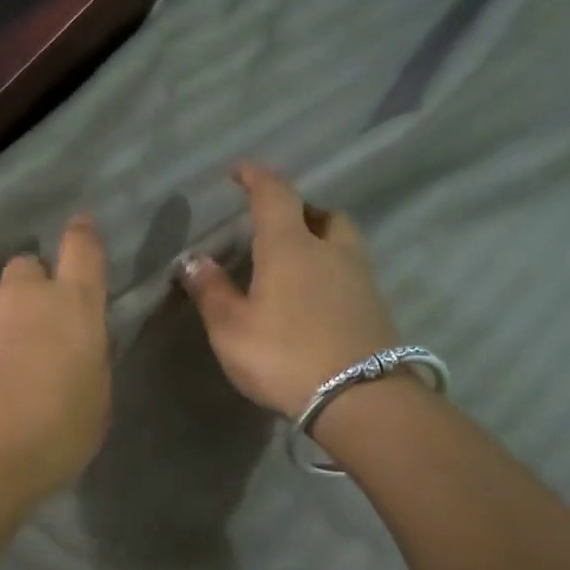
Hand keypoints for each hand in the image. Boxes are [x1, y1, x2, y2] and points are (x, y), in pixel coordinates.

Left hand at [0, 214, 111, 504]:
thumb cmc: (47, 441)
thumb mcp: (93, 405)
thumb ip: (85, 361)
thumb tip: (71, 346)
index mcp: (71, 310)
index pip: (83, 250)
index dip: (82, 235)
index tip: (80, 225)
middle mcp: (20, 296)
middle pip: (26, 268)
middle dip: (29, 291)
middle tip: (25, 333)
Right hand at [179, 164, 401, 418]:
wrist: (361, 399)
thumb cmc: (284, 356)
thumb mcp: (231, 328)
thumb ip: (211, 291)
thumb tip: (192, 259)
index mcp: (291, 246)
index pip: (275, 194)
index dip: (257, 177)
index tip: (240, 170)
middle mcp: (331, 251)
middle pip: (321, 212)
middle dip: (299, 209)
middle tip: (276, 224)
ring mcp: (361, 278)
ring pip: (342, 241)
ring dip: (320, 238)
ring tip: (297, 261)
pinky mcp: (376, 306)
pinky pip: (352, 271)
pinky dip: (332, 270)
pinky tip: (316, 297)